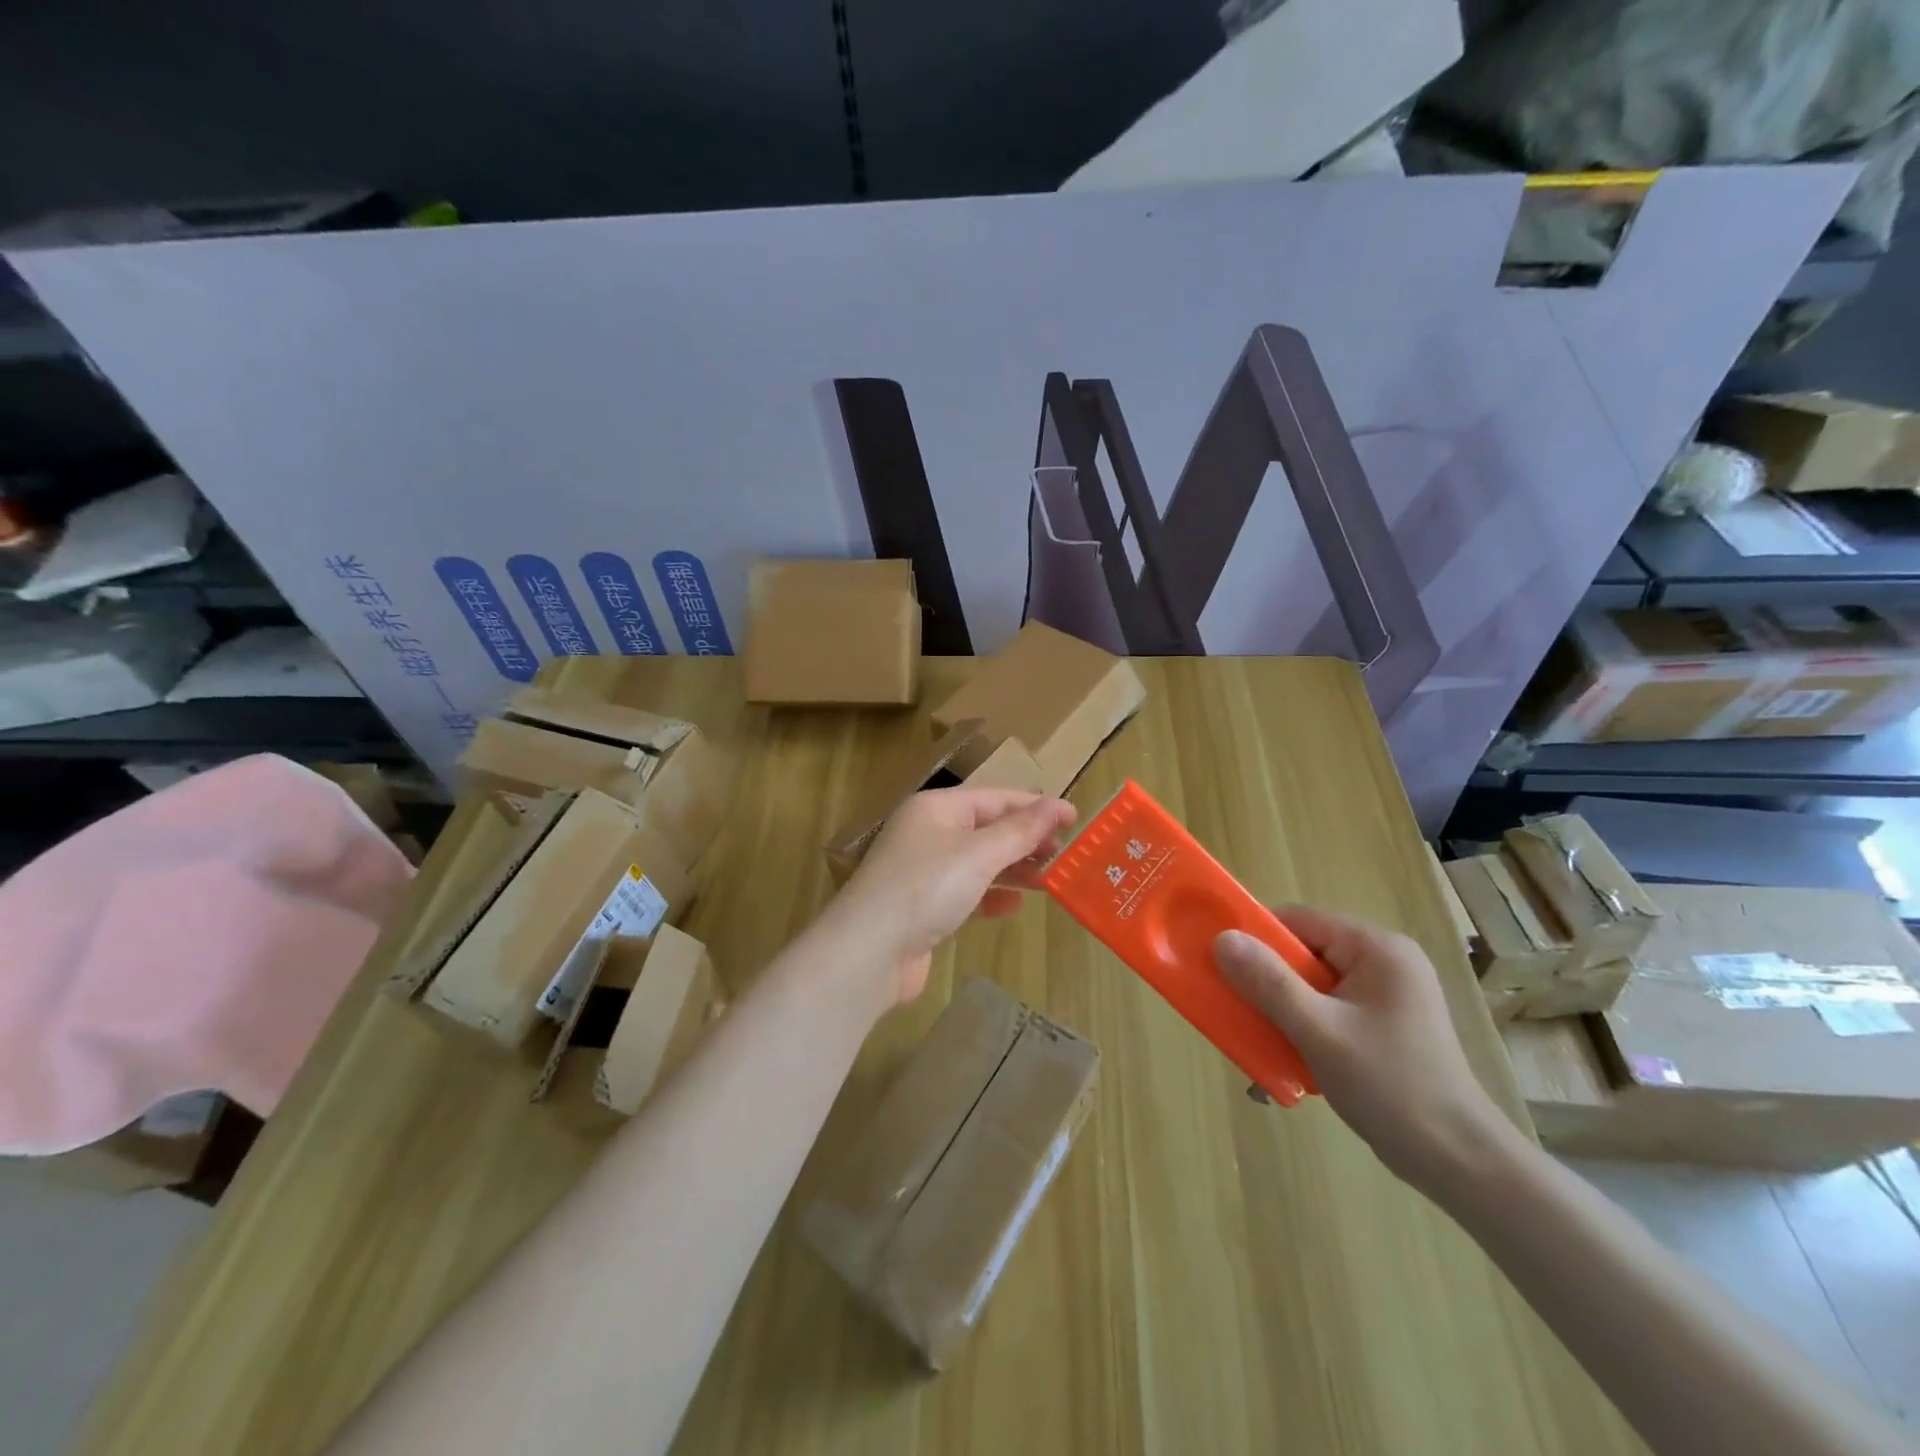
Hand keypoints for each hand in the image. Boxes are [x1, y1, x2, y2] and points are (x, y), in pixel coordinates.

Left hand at [825, 788, 1077, 1007]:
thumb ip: (1020, 831)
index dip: (1036, 807)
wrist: (869, 952)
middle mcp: (928, 833)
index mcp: (936, 808)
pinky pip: (966, 892)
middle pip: (987, 829)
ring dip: (1013, 869)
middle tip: (1067, 854)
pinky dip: (991, 896)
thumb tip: (1057, 805)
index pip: (995, 798)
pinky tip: (1013, 908)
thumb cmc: (926, 888)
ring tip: (1051, 880)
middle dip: (1027, 840)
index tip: (1075, 819)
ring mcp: (923, 871)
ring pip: (979, 862)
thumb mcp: (979, 854)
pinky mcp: (923, 906)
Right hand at [1212, 905, 1510, 1190]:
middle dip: (1266, 983)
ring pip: (1311, 985)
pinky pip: (1326, 1010)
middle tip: (1238, 1012)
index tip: (1222, 965)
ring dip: (1281, 1012)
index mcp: (1377, 949)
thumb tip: (1222, 939)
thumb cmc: (1392, 1087)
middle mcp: (1384, 961)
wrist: (1461, 1164)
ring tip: (1261, 1045)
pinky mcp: (1383, 1025)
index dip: (1256, 937)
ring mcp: (1386, 995)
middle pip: (1303, 953)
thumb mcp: (1320, 1032)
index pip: (1299, 920)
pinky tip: (1289, 1065)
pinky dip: (1302, 1030)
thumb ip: (1268, 983)